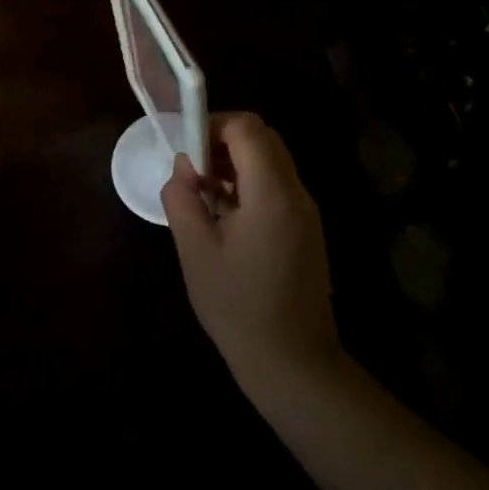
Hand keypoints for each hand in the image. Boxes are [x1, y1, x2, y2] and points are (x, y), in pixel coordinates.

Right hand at [161, 113, 342, 394]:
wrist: (293, 364)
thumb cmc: (238, 307)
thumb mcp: (195, 251)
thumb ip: (182, 199)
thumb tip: (184, 169)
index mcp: (271, 193)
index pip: (247, 128)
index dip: (212, 124)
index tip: (187, 149)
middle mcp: (296, 193)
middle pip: (263, 138)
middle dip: (223, 141)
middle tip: (193, 170)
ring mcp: (306, 212)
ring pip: (271, 161)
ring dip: (235, 163)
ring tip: (204, 195)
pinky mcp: (306, 230)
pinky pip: (277, 186)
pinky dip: (249, 185)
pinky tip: (225, 218)